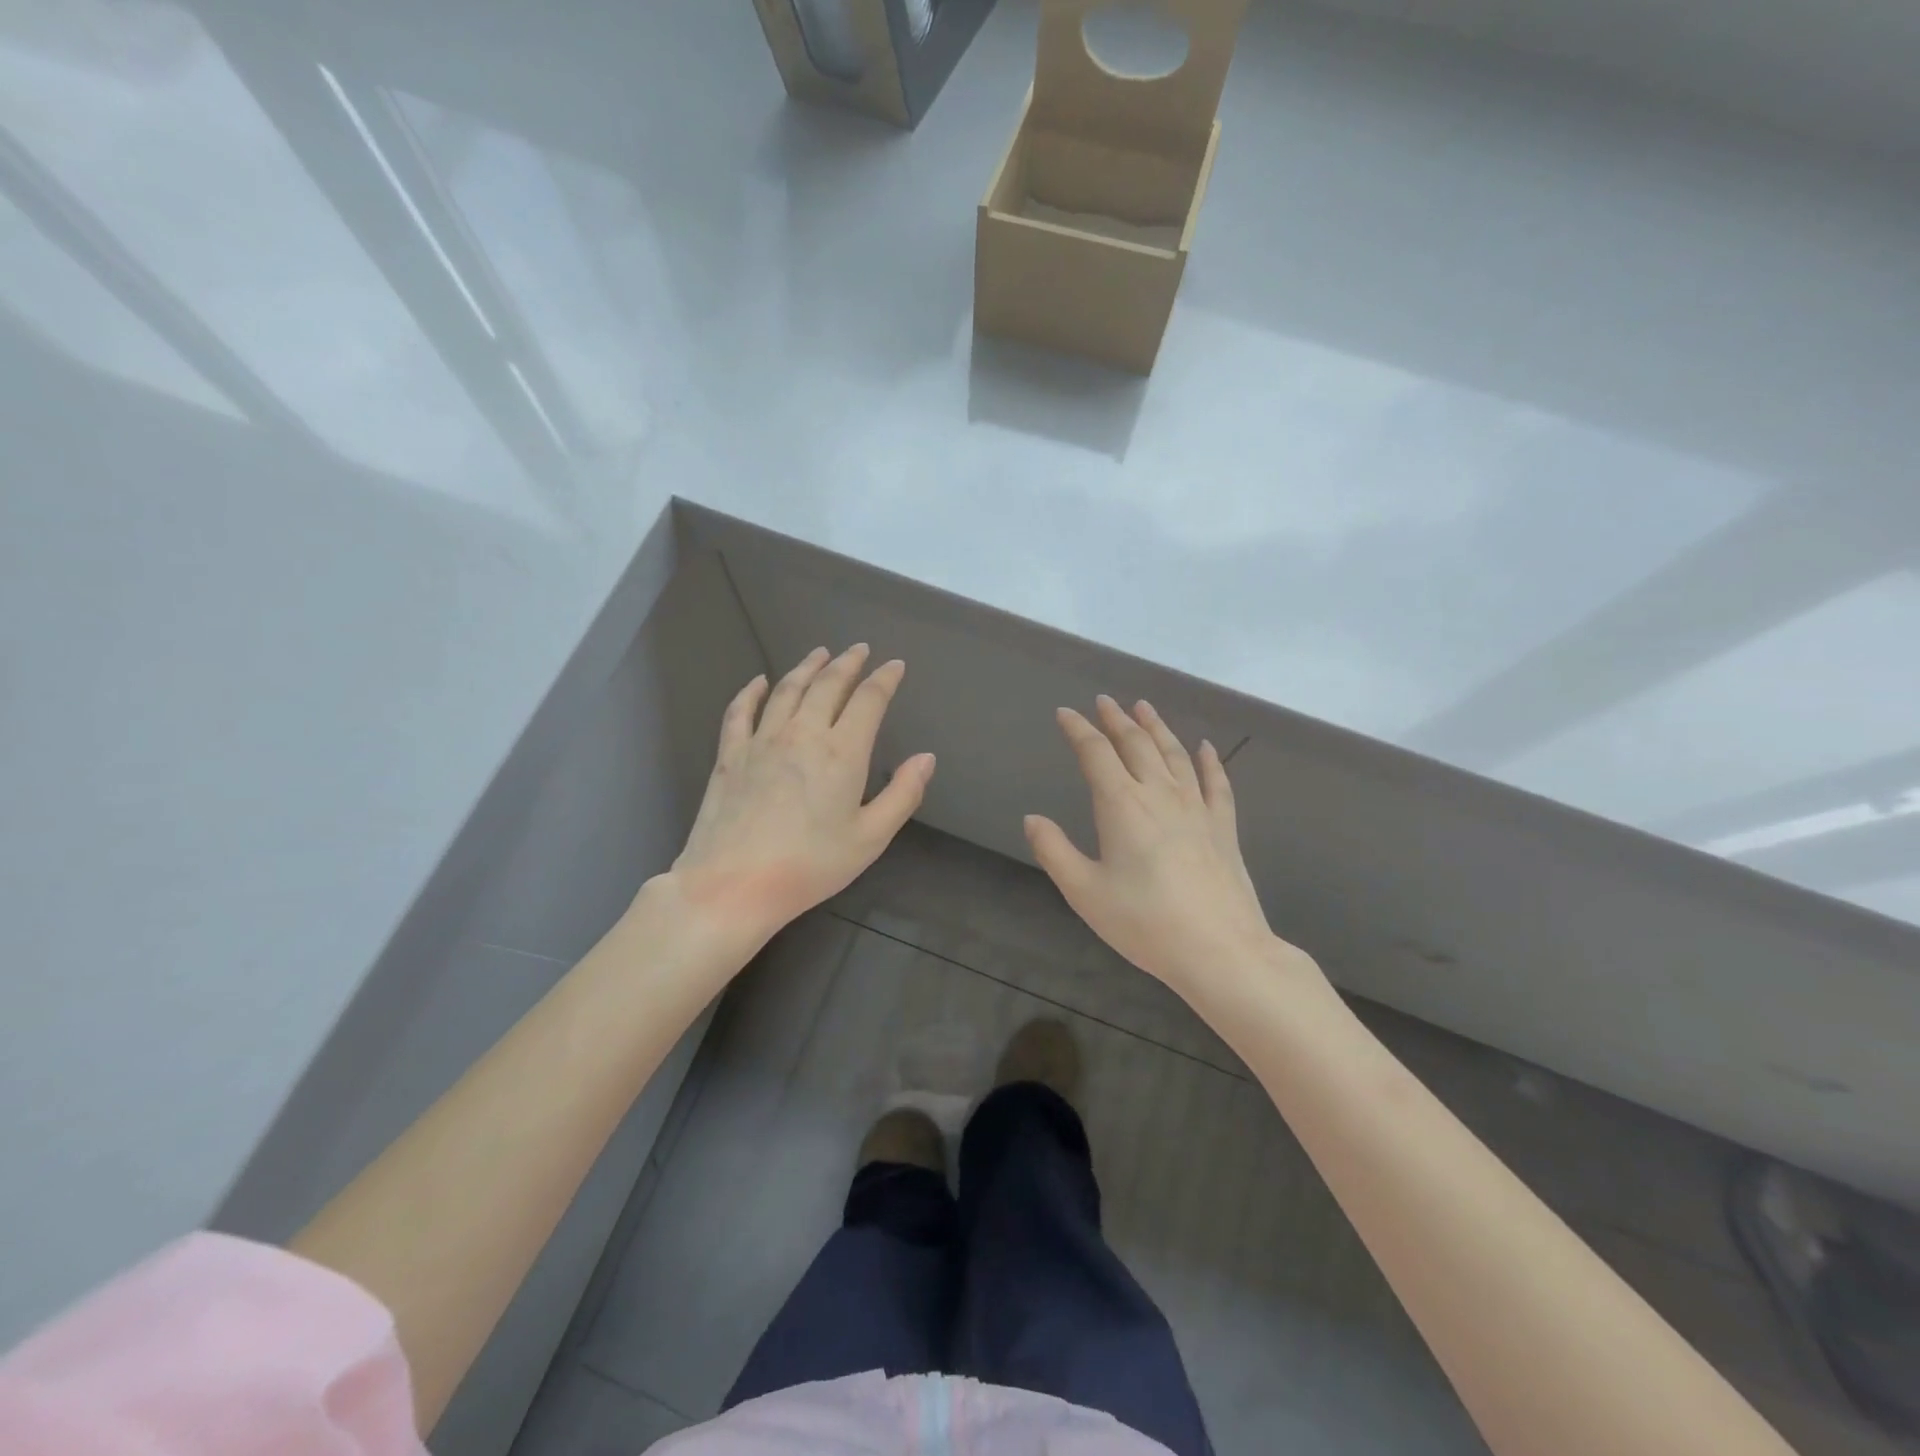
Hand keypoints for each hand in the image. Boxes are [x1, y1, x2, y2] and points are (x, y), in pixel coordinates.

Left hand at [661, 645, 934, 950]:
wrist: (734, 884)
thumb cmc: (810, 865)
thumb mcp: (870, 838)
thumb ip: (903, 794)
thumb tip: (926, 758)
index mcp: (843, 752)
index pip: (868, 700)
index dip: (884, 679)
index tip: (895, 665)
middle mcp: (803, 733)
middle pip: (828, 685)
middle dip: (847, 663)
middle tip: (858, 649)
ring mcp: (762, 740)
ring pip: (787, 689)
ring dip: (807, 667)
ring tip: (820, 654)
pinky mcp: (730, 754)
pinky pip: (740, 711)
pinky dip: (752, 691)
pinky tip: (760, 682)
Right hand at [1025, 696, 1307, 999]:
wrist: (1221, 950)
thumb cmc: (1145, 922)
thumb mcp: (1084, 892)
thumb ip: (1054, 851)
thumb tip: (1032, 819)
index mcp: (1121, 805)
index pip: (1095, 753)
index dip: (1078, 729)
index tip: (1065, 713)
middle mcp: (1160, 794)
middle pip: (1137, 744)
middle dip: (1117, 719)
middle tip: (1104, 701)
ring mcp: (1197, 807)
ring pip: (1175, 753)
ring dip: (1157, 727)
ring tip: (1144, 707)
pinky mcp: (1224, 826)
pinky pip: (1217, 782)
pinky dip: (1209, 760)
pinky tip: (1205, 747)